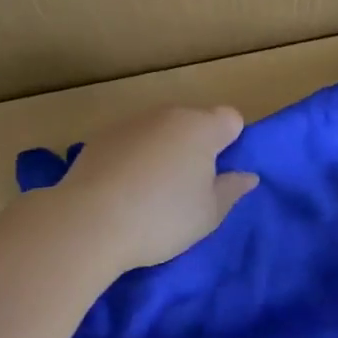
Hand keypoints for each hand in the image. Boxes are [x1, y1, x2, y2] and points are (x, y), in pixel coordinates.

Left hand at [50, 105, 257, 275]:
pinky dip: (133, 159)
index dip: (231, 142)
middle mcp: (167, 115)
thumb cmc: (162, 217)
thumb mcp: (209, 214)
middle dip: (196, 148)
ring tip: (151, 194)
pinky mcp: (100, 138)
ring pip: (160, 132)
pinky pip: (131, 143)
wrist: (88, 222)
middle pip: (193, 123)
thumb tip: (248, 176)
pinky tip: (122, 191)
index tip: (219, 174)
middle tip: (188, 189)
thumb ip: (231, 190)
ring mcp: (131, 123)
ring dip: (163, 152)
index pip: (231, 119)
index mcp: (201, 127)